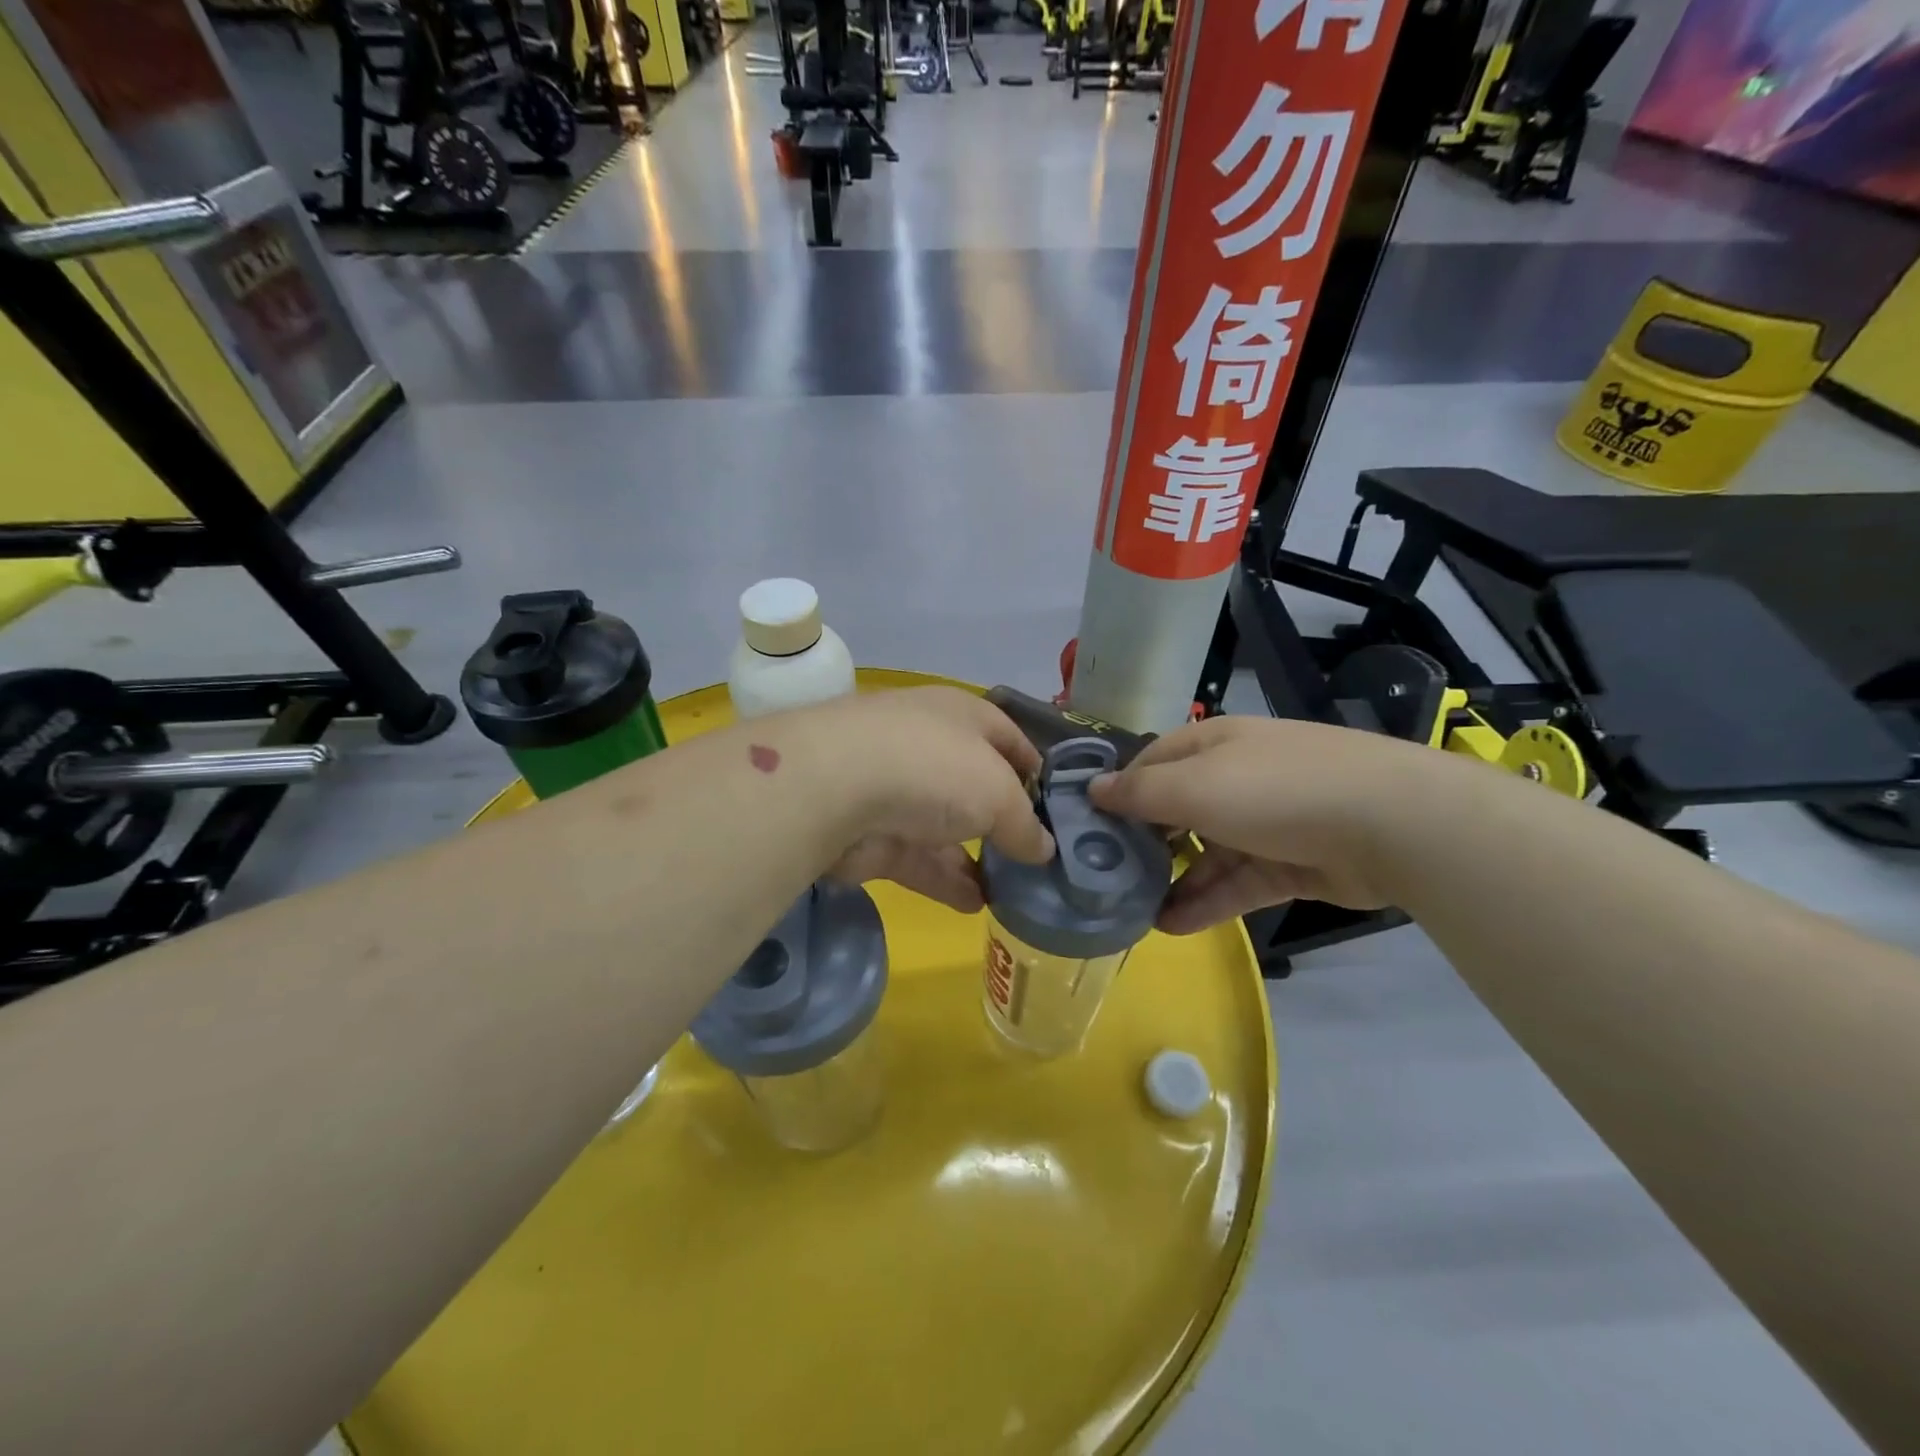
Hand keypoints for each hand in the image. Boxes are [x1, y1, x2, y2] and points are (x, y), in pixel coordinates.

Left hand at [804, 688, 1054, 912]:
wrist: (835, 788)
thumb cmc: (933, 767)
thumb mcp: (999, 793)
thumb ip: (1025, 824)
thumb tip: (1044, 850)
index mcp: (961, 715)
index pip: (1007, 737)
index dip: (1035, 768)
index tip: (1058, 806)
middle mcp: (928, 746)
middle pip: (975, 785)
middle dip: (1004, 820)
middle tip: (1038, 858)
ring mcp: (896, 791)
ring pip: (947, 828)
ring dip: (979, 858)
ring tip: (1015, 891)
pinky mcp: (873, 834)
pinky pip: (919, 859)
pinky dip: (947, 880)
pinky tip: (977, 904)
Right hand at [1088, 715, 1437, 932]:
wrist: (1390, 824)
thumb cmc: (1274, 790)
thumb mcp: (1194, 786)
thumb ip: (1138, 792)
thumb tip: (1091, 790)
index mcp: (1213, 744)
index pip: (1152, 762)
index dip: (1119, 791)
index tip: (1086, 826)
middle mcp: (1237, 776)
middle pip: (1178, 809)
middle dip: (1144, 842)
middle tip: (1106, 876)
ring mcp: (1267, 821)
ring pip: (1206, 853)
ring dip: (1172, 880)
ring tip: (1133, 912)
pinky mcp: (1291, 863)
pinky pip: (1237, 883)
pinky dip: (1206, 902)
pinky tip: (1171, 926)